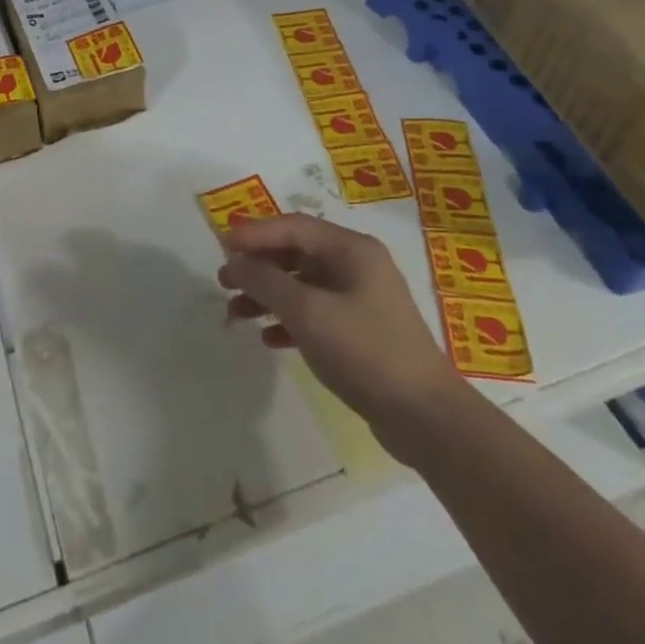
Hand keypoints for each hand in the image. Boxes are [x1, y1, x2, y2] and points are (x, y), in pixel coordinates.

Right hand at [218, 214, 458, 435]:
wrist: (424, 417)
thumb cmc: (365, 351)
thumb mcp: (308, 313)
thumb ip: (266, 282)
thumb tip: (235, 260)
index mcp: (352, 249)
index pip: (294, 226)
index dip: (255, 233)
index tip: (221, 245)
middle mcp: (357, 266)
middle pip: (297, 254)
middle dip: (258, 266)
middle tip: (223, 281)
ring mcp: (361, 299)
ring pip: (303, 285)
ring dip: (268, 295)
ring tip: (235, 313)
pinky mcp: (360, 331)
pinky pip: (315, 313)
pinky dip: (289, 321)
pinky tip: (268, 338)